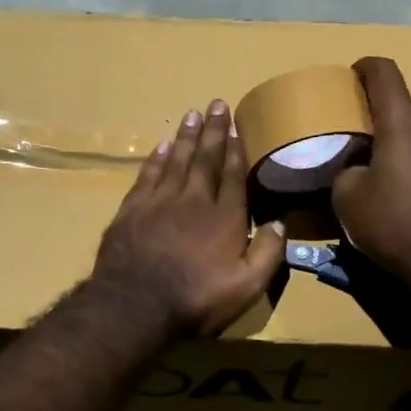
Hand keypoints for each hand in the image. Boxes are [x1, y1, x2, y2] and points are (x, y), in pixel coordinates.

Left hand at [92, 100, 288, 337]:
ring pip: (175, 160)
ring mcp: (158, 202)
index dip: (236, 149)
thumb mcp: (246, 287)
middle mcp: (193, 200)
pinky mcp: (131, 210)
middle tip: (217, 104)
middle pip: (205, 159)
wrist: (134, 306)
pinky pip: (147, 175)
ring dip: (185, 137)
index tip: (237, 126)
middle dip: (213, 131)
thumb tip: (279, 223)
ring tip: (192, 114)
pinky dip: (155, 159)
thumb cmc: (196, 300)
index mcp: (224, 217)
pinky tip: (160, 146)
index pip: (233, 175)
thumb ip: (267, 253)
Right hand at [332, 57, 410, 288]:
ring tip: (389, 159)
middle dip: (387, 109)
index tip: (353, 74)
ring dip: (408, 133)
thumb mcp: (347, 198)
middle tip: (366, 131)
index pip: (385, 73)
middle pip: (409, 100)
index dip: (366, 67)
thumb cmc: (392, 224)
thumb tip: (357, 169)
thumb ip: (348, 170)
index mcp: (403, 122)